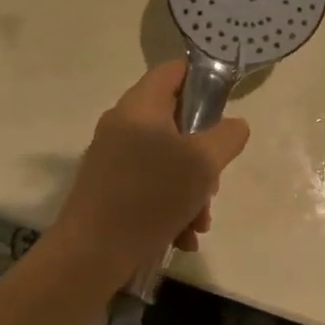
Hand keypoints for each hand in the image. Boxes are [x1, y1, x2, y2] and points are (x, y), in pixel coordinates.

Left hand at [52, 60, 250, 285]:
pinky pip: (150, 185)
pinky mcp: (109, 186)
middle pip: (175, 121)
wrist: (90, 254)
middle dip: (203, 155)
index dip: (203, 80)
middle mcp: (123, 123)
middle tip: (212, 183)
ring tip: (198, 223)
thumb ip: (226, 137)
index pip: (174, 70)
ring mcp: (113, 156)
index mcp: (140, 105)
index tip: (224, 109)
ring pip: (166, 159)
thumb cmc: (150, 196)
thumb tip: (234, 125)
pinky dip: (170, 206)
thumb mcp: (202, 164)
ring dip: (191, 189)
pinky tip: (181, 237)